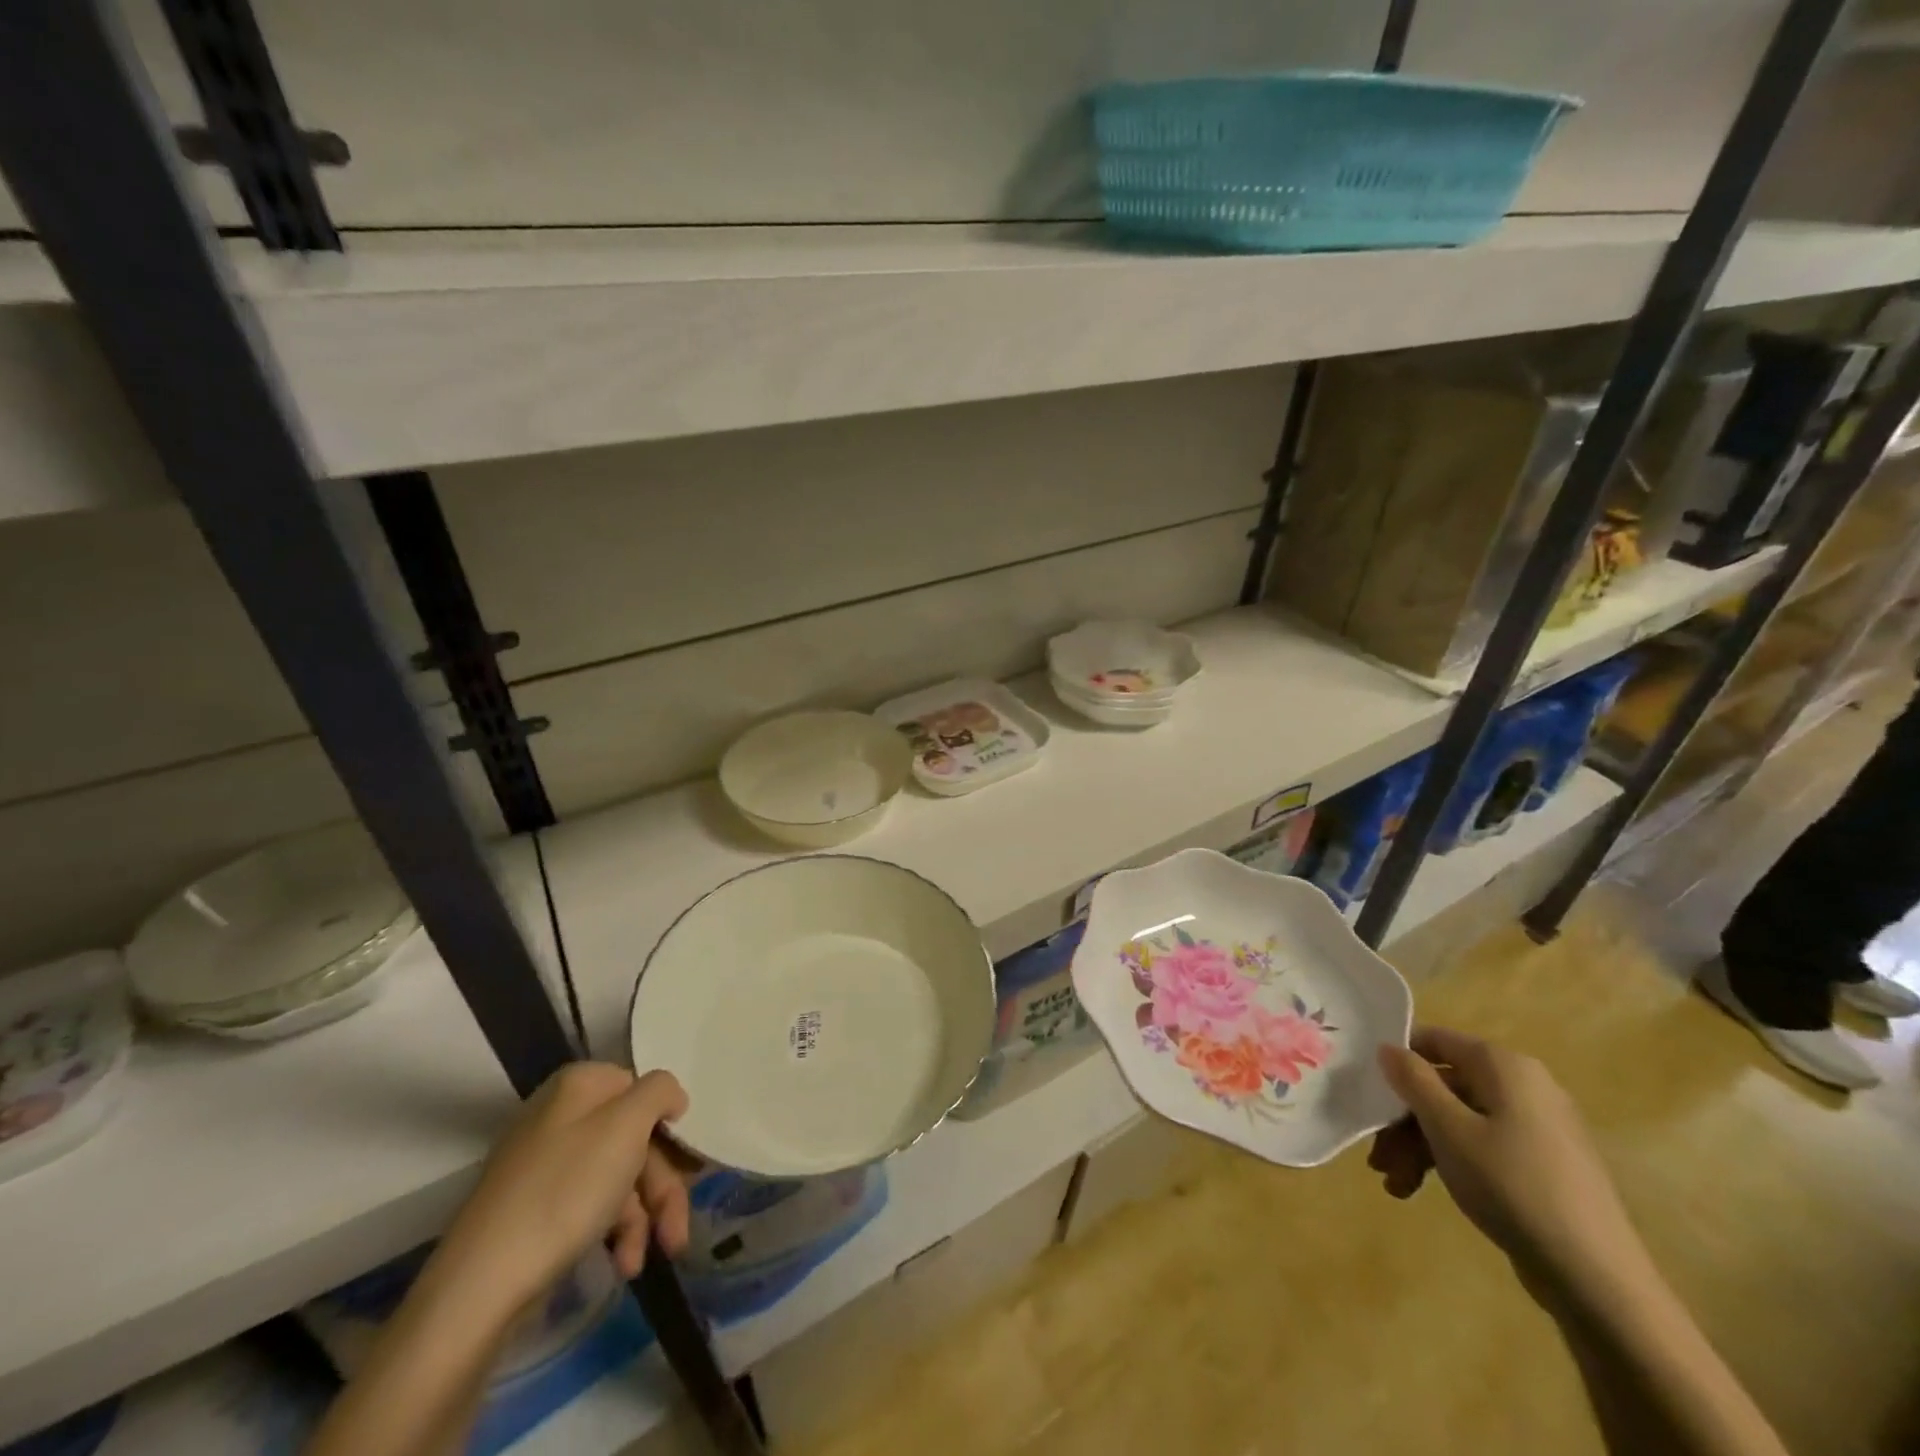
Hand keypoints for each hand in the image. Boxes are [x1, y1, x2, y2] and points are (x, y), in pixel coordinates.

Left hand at [437, 1063, 692, 1313]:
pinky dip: (613, 1234)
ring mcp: (544, 1165)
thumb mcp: (626, 1125)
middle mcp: (560, 1116)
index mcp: (580, 1086)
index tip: (685, 1164)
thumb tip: (669, 1096)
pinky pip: (590, 1207)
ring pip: (618, 1178)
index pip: (643, 1090)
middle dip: (661, 1188)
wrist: (481, 1285)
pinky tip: (621, 1265)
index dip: (667, 1127)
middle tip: (675, 1233)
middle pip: (635, 1139)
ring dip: (641, 1219)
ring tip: (641, 1262)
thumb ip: (659, 1092)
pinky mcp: (534, 1210)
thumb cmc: (565, 1191)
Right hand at [1369, 1026, 1649, 1296]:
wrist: (1597, 1280)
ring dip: (1419, 1148)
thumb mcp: (1447, 1128)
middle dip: (1404, 1121)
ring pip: (1458, 1120)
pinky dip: (1449, 1163)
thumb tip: (1389, 1047)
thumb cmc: (1512, 1185)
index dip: (1396, 1061)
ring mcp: (1537, 1128)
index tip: (1367, 1091)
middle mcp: (1524, 1087)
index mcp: (1505, 1067)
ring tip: (1395, 1184)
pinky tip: (1419, 1192)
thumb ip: (1413, 1080)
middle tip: (1378, 1157)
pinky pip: (1482, 1146)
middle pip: (1443, 1087)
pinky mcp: (1542, 1165)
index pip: (1434, 1041)